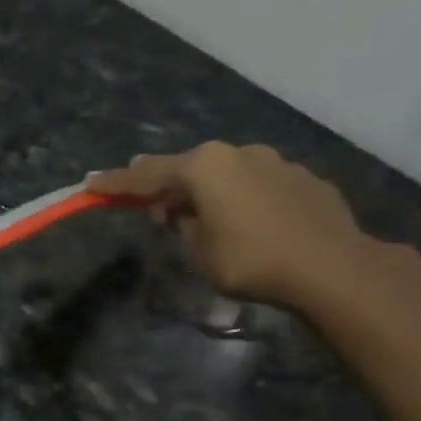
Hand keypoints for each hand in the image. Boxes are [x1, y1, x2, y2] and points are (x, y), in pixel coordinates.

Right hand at [87, 141, 420, 313]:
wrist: (330, 267)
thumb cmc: (250, 260)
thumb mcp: (198, 250)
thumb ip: (184, 224)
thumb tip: (186, 213)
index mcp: (205, 167)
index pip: (147, 175)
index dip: (116, 183)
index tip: (90, 183)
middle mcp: (238, 154)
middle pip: (188, 166)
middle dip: (163, 183)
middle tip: (143, 199)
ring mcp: (275, 162)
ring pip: (225, 173)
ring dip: (205, 190)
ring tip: (195, 213)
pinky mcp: (303, 179)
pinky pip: (256, 184)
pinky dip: (239, 197)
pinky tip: (242, 219)